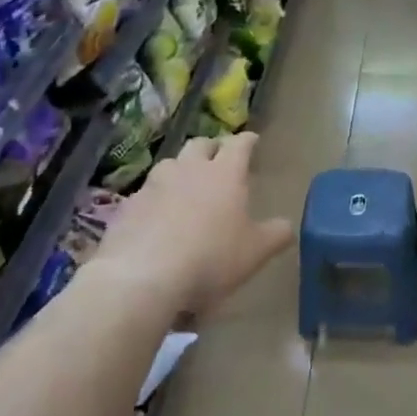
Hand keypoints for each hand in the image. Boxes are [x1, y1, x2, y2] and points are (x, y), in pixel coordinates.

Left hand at [94, 132, 294, 315]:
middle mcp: (189, 169)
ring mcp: (154, 185)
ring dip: (181, 169)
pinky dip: (157, 198)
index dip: (247, 140)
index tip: (253, 140)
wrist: (144, 275)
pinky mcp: (129, 205)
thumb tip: (287, 225)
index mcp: (225, 174)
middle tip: (219, 158)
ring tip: (187, 185)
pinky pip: (147, 193)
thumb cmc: (211, 257)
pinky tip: (159, 217)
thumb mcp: (256, 252)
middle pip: (200, 144)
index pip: (239, 145)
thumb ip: (276, 235)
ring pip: (170, 164)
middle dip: (212, 147)